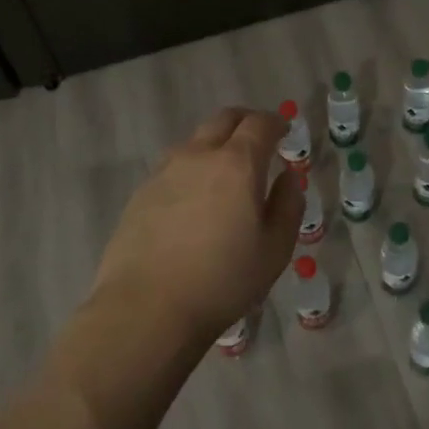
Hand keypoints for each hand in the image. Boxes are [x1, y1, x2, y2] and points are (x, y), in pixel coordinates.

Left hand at [89, 107, 303, 348]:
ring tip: (225, 171)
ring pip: (195, 141)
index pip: (259, 124)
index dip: (275, 122)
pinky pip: (173, 167)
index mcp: (237, 164)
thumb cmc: (222, 280)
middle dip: (245, 122)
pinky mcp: (141, 193)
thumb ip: (288, 206)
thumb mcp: (274, 250)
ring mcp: (165, 172)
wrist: (146, 308)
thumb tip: (288, 178)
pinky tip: (193, 199)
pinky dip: (191, 169)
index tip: (284, 130)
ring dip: (215, 144)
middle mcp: (199, 156)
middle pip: (223, 119)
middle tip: (258, 138)